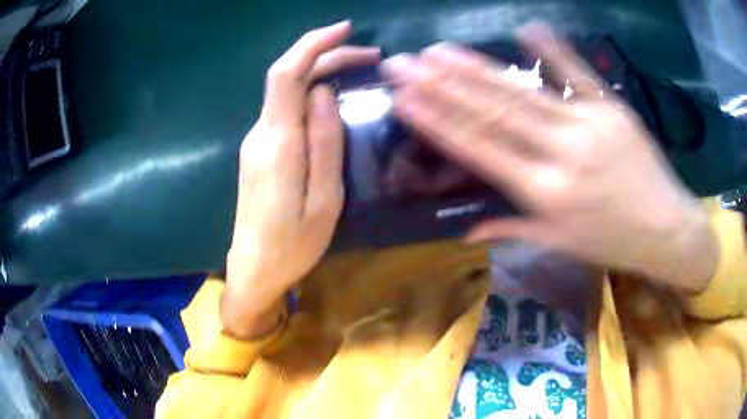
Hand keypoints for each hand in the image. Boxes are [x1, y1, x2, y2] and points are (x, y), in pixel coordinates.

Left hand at [223, 22, 379, 338]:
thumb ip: (323, 143)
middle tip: (370, 56)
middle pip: (289, 77)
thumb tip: (322, 92)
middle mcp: (261, 133)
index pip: (286, 74)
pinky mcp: (260, 151)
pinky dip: (310, 92)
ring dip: (321, 73)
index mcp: (277, 143)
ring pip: (288, 92)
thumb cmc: (292, 244)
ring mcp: (256, 141)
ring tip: (359, 71)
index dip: (312, 44)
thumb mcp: (324, 200)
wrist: (254, 269)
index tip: (344, 29)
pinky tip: (333, 97)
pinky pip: (286, 110)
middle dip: (327, 56)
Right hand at [381, 23, 716, 291]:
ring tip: (440, 49)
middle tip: (405, 63)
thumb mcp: (561, 243)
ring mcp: (589, 124)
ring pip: (524, 91)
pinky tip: (526, 27)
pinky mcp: (612, 108)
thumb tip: (464, 231)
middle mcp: (562, 154)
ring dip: (478, 67)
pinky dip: (553, 49)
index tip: (403, 99)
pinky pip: (577, 73)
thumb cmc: (612, 242)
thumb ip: (512, 227)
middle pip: (492, 111)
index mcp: (546, 193)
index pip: (479, 148)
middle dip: (442, 84)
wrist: (667, 231)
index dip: (438, 121)